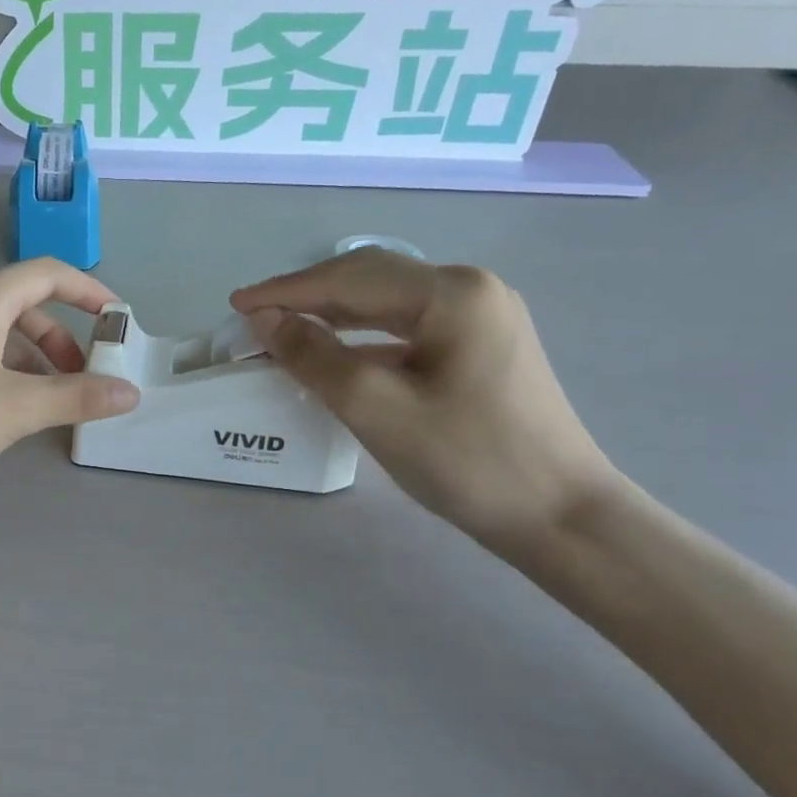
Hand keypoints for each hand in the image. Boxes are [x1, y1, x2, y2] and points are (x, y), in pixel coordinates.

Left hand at [0, 259, 140, 499]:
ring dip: (28, 361)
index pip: (48, 275)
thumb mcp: (13, 408)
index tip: (118, 322)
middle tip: (81, 380)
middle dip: (59, 341)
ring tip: (43, 404)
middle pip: (21, 306)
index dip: (90, 293)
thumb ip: (76, 397)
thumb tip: (129, 393)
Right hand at [231, 249, 617, 548]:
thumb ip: (314, 357)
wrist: (561, 517)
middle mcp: (469, 290)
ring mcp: (480, 317)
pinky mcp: (480, 347)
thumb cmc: (468, 461)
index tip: (235, 305)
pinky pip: (406, 328)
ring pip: (387, 303)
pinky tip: (335, 353)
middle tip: (254, 316)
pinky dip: (362, 337)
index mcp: (451, 293)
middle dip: (307, 296)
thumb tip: (266, 320)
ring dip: (332, 315)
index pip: (349, 279)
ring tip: (283, 329)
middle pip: (369, 280)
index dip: (286, 291)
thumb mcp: (376, 408)